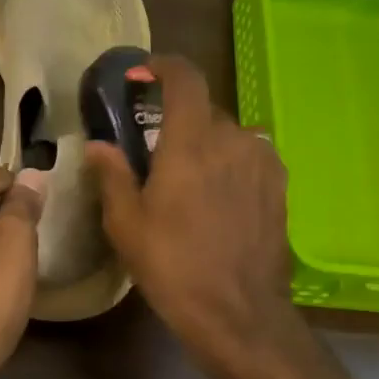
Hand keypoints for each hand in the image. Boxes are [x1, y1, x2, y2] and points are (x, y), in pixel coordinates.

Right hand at [84, 55, 296, 360]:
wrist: (238, 312)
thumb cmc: (173, 266)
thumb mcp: (126, 225)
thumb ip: (112, 176)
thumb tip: (98, 145)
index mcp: (191, 143)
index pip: (185, 79)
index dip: (164, 66)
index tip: (144, 73)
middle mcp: (233, 139)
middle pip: (204, 111)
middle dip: (178, 123)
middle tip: (156, 154)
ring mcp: (262, 161)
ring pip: (228, 136)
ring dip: (206, 147)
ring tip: (189, 184)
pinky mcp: (280, 185)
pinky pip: (248, 157)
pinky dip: (229, 164)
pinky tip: (217, 200)